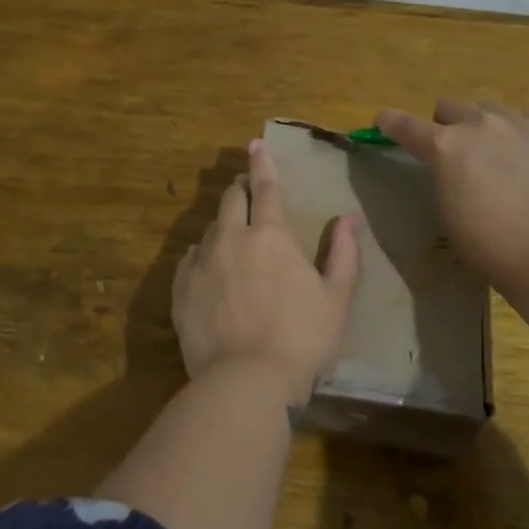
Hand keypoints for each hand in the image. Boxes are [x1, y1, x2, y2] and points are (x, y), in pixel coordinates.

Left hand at [172, 139, 361, 403]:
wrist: (245, 382)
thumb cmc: (301, 340)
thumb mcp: (336, 299)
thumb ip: (343, 254)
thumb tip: (348, 218)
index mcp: (271, 235)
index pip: (266, 188)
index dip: (261, 164)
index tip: (255, 145)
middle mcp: (231, 238)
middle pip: (231, 199)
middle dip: (240, 187)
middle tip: (246, 187)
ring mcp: (201, 263)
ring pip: (210, 228)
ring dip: (223, 224)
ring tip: (232, 236)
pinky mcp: (180, 289)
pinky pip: (189, 259)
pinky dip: (202, 255)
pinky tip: (208, 268)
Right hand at [375, 99, 528, 295]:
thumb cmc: (487, 243)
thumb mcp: (447, 209)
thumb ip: (443, 176)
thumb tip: (451, 166)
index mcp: (444, 145)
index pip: (404, 124)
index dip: (390, 123)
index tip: (383, 121)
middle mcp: (478, 123)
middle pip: (449, 107)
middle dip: (447, 126)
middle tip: (458, 153)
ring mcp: (519, 122)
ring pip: (491, 110)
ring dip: (486, 127)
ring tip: (501, 157)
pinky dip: (525, 133)